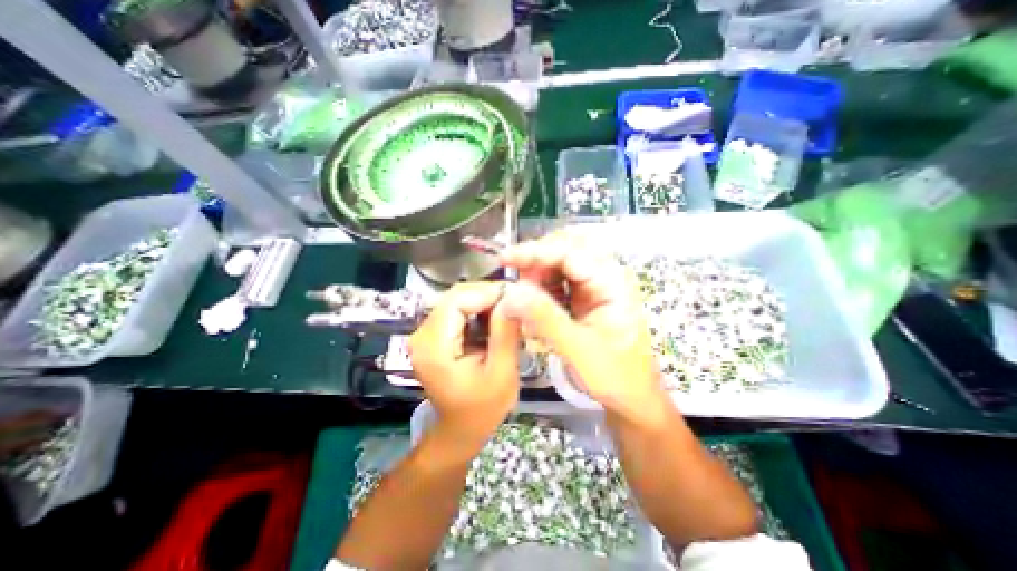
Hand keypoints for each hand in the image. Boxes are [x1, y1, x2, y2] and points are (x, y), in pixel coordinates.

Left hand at [407, 282, 518, 448]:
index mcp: (433, 347)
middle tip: (517, 303)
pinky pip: (458, 311)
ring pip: (458, 301)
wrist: (460, 428)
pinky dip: (479, 311)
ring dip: (486, 302)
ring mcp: (426, 334)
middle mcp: (422, 335)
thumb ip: (505, 333)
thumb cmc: (482, 408)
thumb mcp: (501, 373)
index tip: (517, 295)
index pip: (457, 300)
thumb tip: (514, 297)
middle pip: (456, 297)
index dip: (487, 292)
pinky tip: (496, 320)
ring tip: (510, 311)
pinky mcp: (434, 335)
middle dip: (489, 295)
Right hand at [500, 229, 673, 422]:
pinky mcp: (586, 299)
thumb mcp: (577, 348)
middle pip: (565, 252)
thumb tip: (511, 292)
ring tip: (523, 301)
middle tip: (516, 284)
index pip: (570, 252)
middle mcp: (605, 277)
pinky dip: (542, 291)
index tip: (505, 258)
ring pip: (559, 266)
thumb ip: (544, 318)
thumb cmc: (614, 376)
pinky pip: (559, 283)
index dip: (535, 252)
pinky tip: (534, 309)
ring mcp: (596, 287)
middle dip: (536, 263)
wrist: (633, 398)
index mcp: (612, 282)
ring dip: (538, 277)